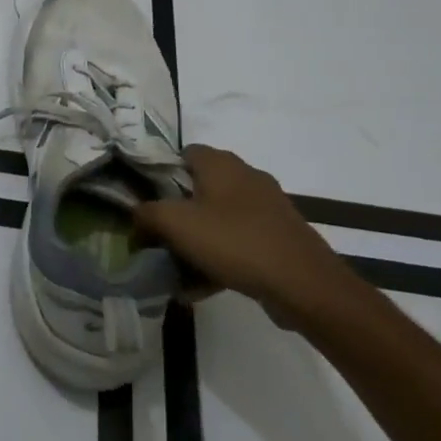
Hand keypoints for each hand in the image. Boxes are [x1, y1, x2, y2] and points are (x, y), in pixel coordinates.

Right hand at [134, 146, 351, 313]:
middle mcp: (246, 177)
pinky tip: (202, 287)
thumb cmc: (234, 241)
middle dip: (176, 214)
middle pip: (199, 189)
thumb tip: (135, 217)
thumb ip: (146, 214)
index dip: (160, 174)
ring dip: (196, 241)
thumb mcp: (175, 224)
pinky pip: (238, 242)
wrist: (304, 285)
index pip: (183, 154)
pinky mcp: (279, 236)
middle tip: (158, 237)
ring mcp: (267, 208)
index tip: (146, 201)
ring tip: (176, 269)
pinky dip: (219, 258)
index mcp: (221, 164)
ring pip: (218, 219)